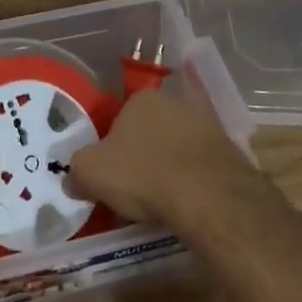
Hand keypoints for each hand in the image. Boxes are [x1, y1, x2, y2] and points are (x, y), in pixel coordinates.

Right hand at [68, 87, 258, 228]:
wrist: (208, 196)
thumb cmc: (143, 175)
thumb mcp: (92, 174)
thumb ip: (77, 171)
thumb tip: (73, 179)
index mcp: (142, 98)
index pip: (120, 117)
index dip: (112, 146)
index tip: (111, 173)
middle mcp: (175, 102)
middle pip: (150, 130)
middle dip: (142, 154)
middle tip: (134, 188)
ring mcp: (206, 125)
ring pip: (177, 146)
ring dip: (169, 167)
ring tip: (161, 201)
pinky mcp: (229, 151)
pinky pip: (201, 166)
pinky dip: (193, 181)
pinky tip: (186, 203)